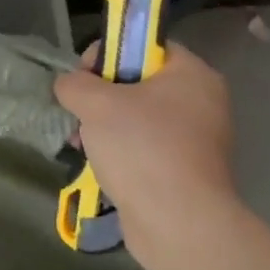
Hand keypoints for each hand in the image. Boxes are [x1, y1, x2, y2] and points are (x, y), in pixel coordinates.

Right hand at [53, 41, 237, 269]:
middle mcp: (201, 103)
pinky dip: (119, 151)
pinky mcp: (185, 171)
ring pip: (137, 117)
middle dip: (100, 95)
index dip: (108, 53)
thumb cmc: (142, 147)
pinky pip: (144, 147)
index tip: (83, 76)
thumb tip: (68, 85)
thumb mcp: (95, 102)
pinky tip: (96, 163)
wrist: (178, 224)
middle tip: (79, 111)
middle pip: (138, 82)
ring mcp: (196, 140)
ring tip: (80, 141)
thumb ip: (74, 83)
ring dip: (104, 125)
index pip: (144, 45)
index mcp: (191, 75)